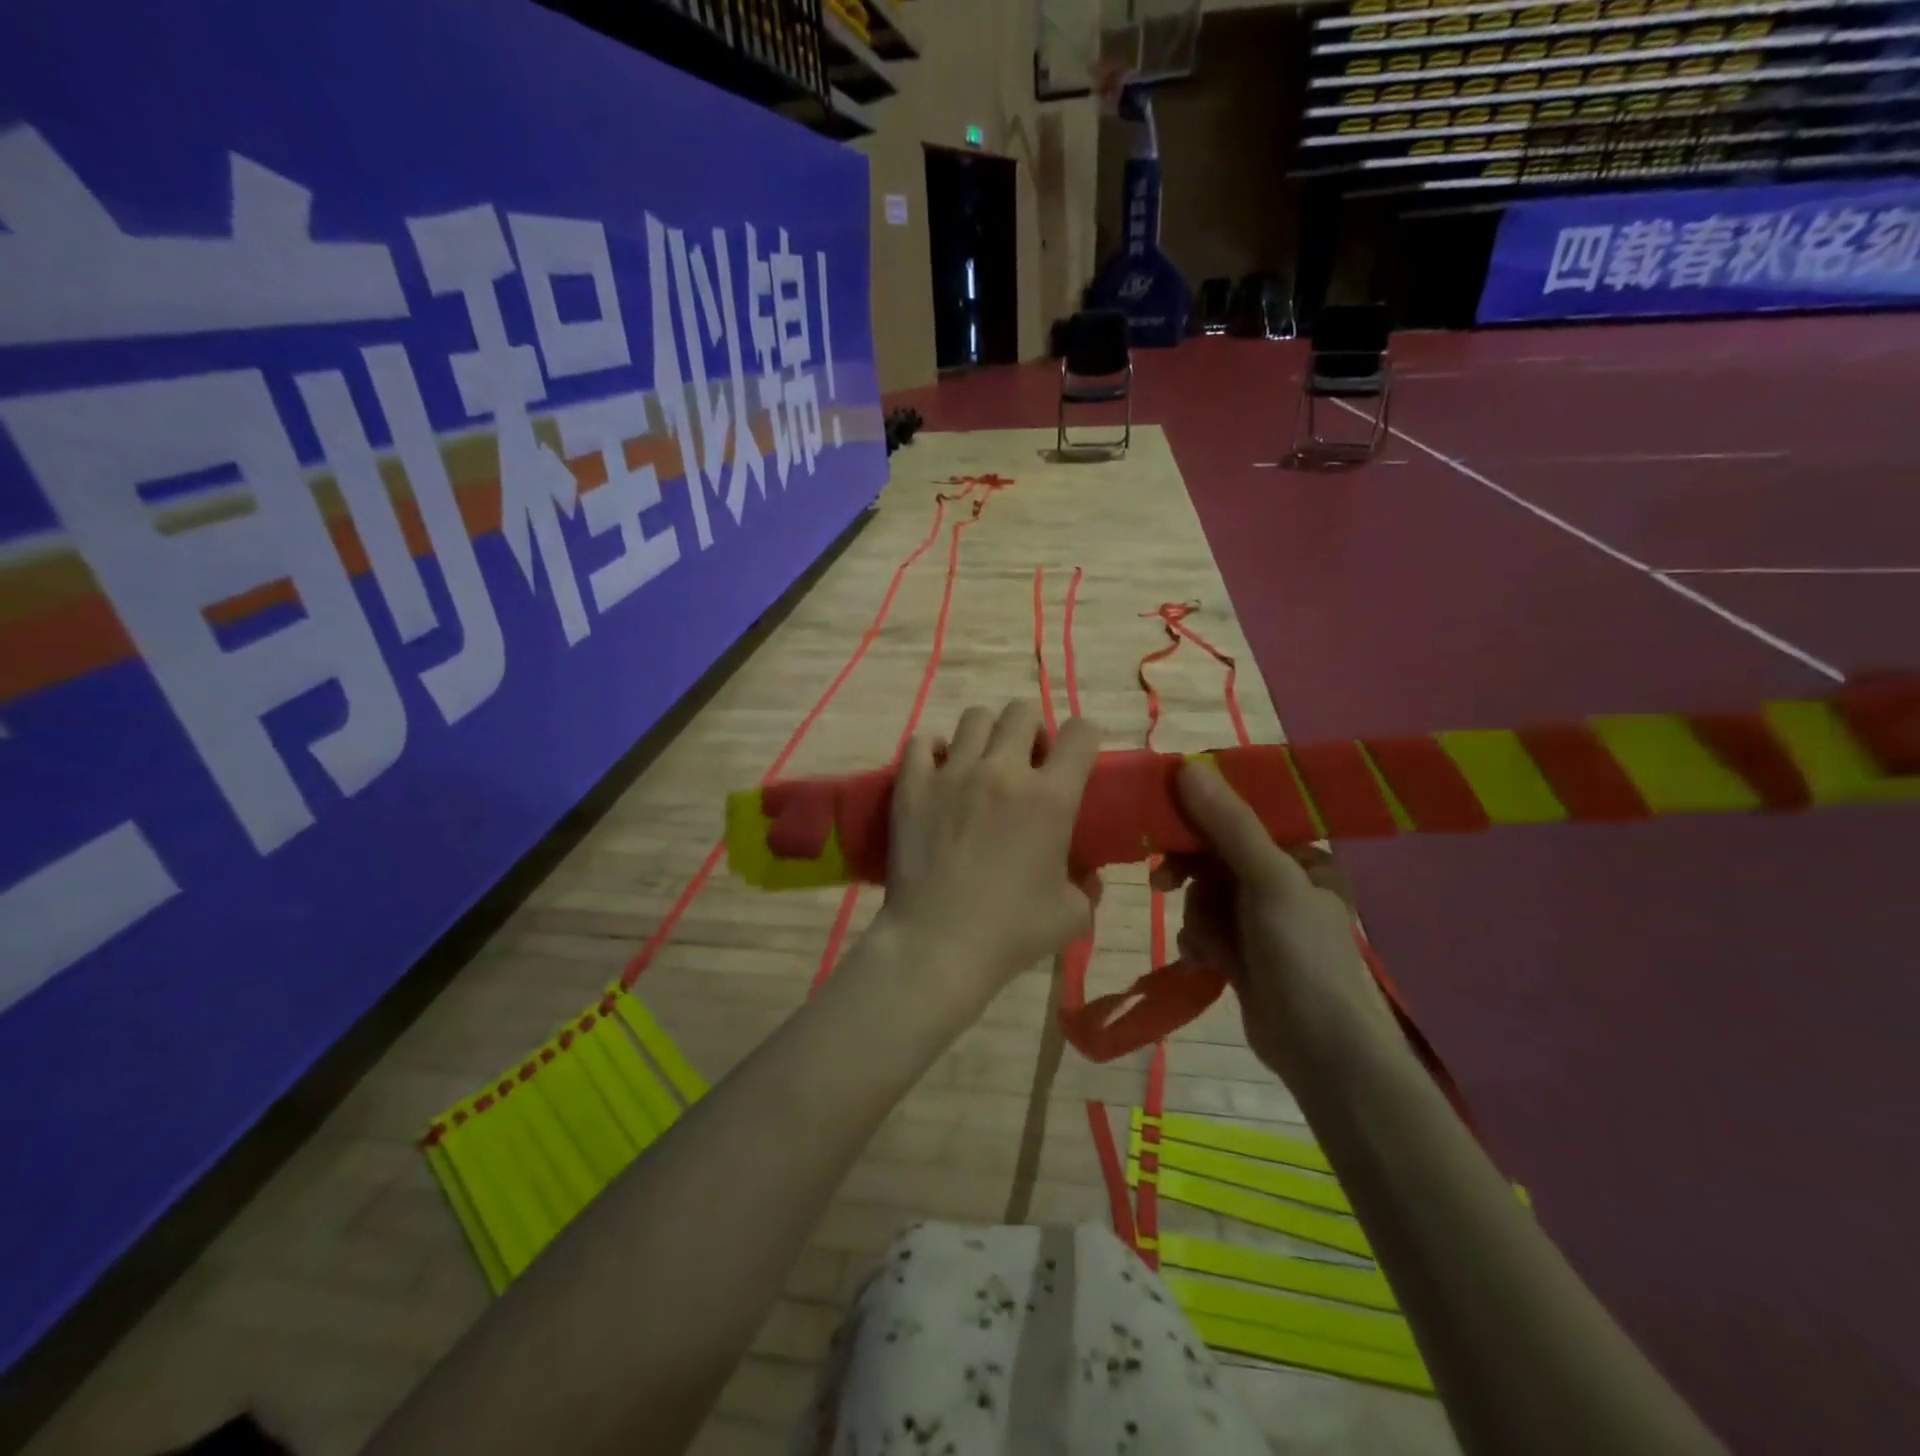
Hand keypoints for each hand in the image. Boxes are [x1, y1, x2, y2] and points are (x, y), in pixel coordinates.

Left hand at [879, 702, 1100, 1017]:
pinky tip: (939, 773)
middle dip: (1032, 730)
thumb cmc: (1012, 932)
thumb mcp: (1072, 914)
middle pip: (1022, 711)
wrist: (938, 944)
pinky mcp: (912, 785)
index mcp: (1051, 797)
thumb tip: (1085, 874)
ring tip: (981, 765)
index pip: (1081, 733)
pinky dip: (934, 750)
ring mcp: (953, 773)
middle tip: (1026, 763)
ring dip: (986, 735)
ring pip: (975, 718)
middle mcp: (1003, 771)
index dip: (1084, 739)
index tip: (1076, 759)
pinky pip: (922, 741)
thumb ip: (1087, 885)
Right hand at [1152, 761, 1399, 1082]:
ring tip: (1209, 944)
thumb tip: (1187, 765)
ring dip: (1198, 917)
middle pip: (1216, 858)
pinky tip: (1207, 961)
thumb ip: (1228, 823)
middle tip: (1161, 881)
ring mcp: (1261, 922)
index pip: (1242, 820)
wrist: (1321, 1051)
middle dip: (1192, 875)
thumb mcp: (1268, 878)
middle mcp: (1283, 884)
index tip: (1164, 821)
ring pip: (1204, 896)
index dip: (1200, 817)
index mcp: (1303, 858)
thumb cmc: (1303, 953)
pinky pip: (1205, 929)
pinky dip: (1200, 941)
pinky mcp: (1243, 955)